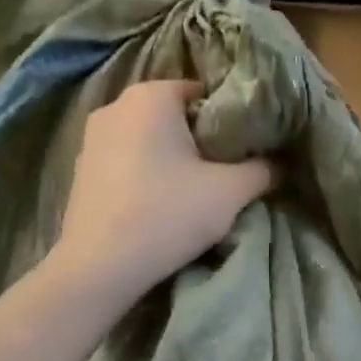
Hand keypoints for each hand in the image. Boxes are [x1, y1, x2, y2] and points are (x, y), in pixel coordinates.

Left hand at [54, 79, 274, 300]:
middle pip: (174, 117)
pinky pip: (125, 162)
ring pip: (148, 141)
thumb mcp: (230, 193)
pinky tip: (156, 206)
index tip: (244, 154)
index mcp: (151, 96)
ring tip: (190, 195)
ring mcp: (91, 138)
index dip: (230, 123)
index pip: (205, 93)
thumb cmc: (167, 216)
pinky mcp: (81, 170)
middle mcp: (116, 105)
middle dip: (200, 142)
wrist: (99, 267)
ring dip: (171, 161)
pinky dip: (145, 176)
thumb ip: (262, 170)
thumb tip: (279, 163)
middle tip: (223, 176)